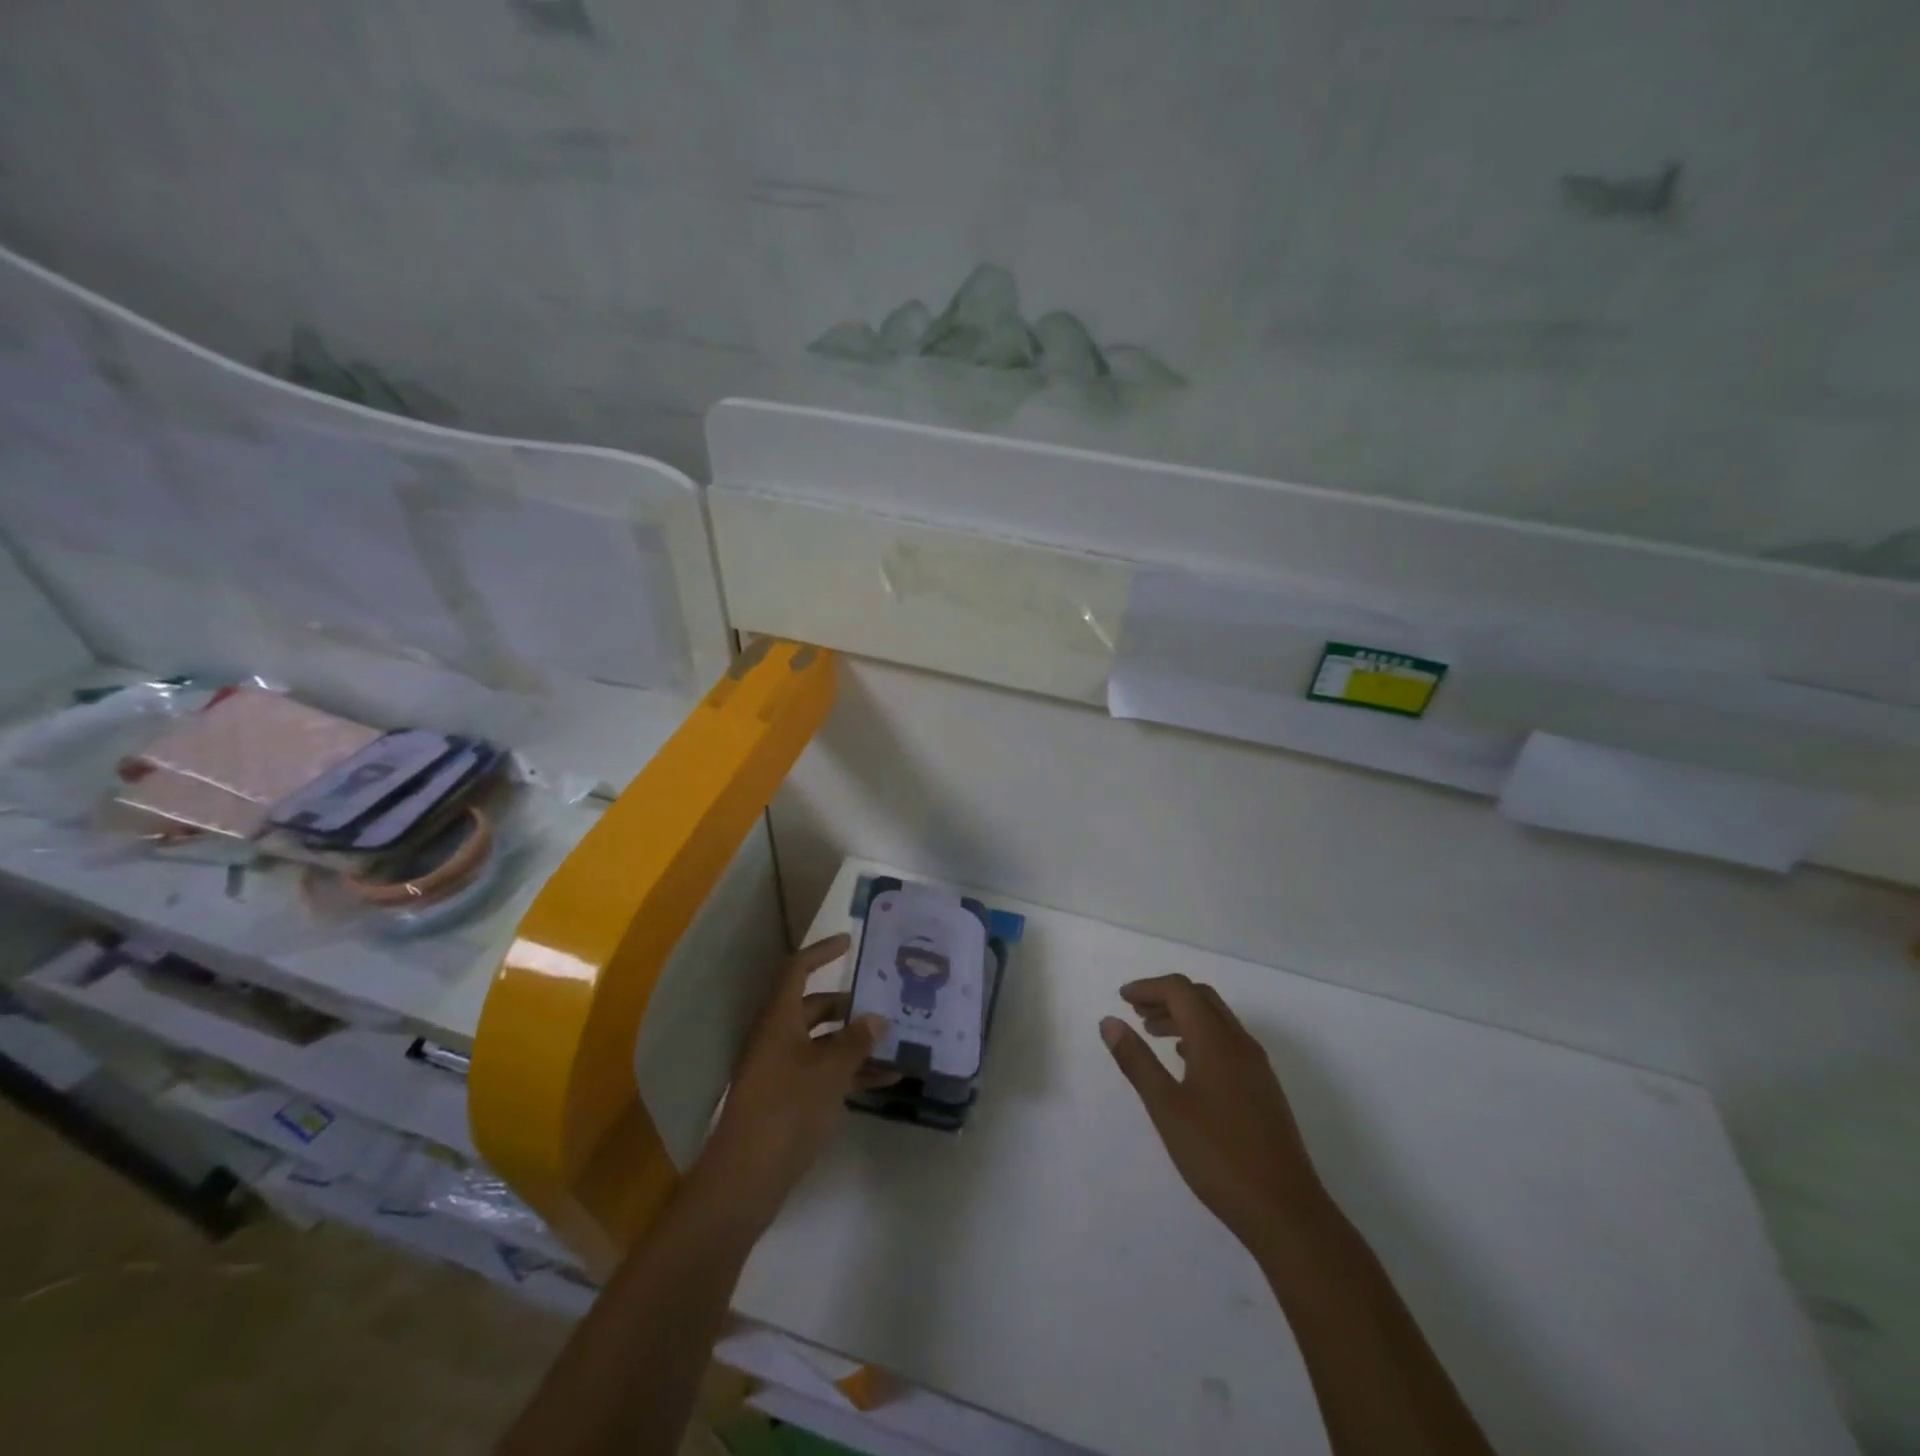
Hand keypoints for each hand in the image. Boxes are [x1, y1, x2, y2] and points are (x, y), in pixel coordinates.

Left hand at [699, 934, 889, 1227]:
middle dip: (850, 1004)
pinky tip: (887, 1080)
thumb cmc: (786, 1109)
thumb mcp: (829, 1071)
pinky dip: (852, 1072)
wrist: (746, 1178)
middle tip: (886, 1001)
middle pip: (815, 1007)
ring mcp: (783, 1069)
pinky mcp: (790, 1098)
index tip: (850, 942)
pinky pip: (825, 1072)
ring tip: (897, 1041)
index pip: (798, 970)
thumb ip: (855, 1041)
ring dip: (857, 1041)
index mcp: (779, 1019)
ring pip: (824, 1042)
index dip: (822, 951)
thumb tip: (876, 1017)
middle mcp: (778, 1037)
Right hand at [1101, 974, 1329, 1250]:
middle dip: (1166, 997)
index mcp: (1216, 1040)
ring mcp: (1256, 1066)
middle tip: (1135, 1012)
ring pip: (1216, 1020)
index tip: (1122, 998)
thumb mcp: (1166, 1107)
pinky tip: (1185, 1063)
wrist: (1285, 1211)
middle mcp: (1240, 1043)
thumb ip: (1137, 1060)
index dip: (1149, 987)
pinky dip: (1200, 1037)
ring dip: (1183, 1016)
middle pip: (1201, 998)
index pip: (1181, 990)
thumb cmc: (1218, 1155)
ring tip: (1152, 1034)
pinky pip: (1228, 1042)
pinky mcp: (1263, 1088)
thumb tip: (1110, 1022)